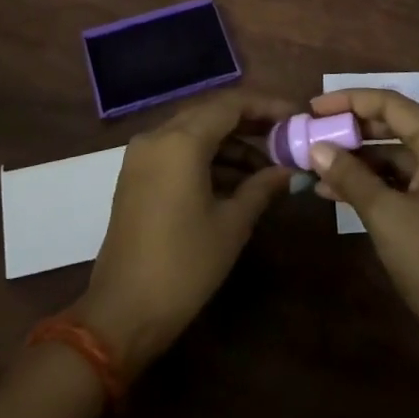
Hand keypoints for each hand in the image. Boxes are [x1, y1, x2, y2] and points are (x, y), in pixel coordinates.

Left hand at [73, 91, 294, 376]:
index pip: (231, 104)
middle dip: (250, 122)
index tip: (296, 116)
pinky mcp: (136, 175)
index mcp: (181, 141)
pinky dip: (207, 157)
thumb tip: (289, 170)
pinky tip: (236, 181)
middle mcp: (157, 136)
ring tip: (267, 168)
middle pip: (211, 113)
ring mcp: (142, 155)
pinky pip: (178, 150)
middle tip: (285, 138)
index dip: (267, 106)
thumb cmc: (184, 266)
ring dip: (230, 143)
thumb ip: (262, 187)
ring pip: (194, 132)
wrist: (122, 313)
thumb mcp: (232, 225)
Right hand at [307, 87, 418, 371]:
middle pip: (397, 127)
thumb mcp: (385, 216)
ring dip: (361, 161)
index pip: (392, 105)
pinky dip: (378, 184)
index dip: (350, 101)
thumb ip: (350, 175)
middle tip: (314, 135)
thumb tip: (316, 148)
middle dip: (353, 132)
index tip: (314, 108)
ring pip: (401, 157)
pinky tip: (342, 193)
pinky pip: (410, 182)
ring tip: (318, 169)